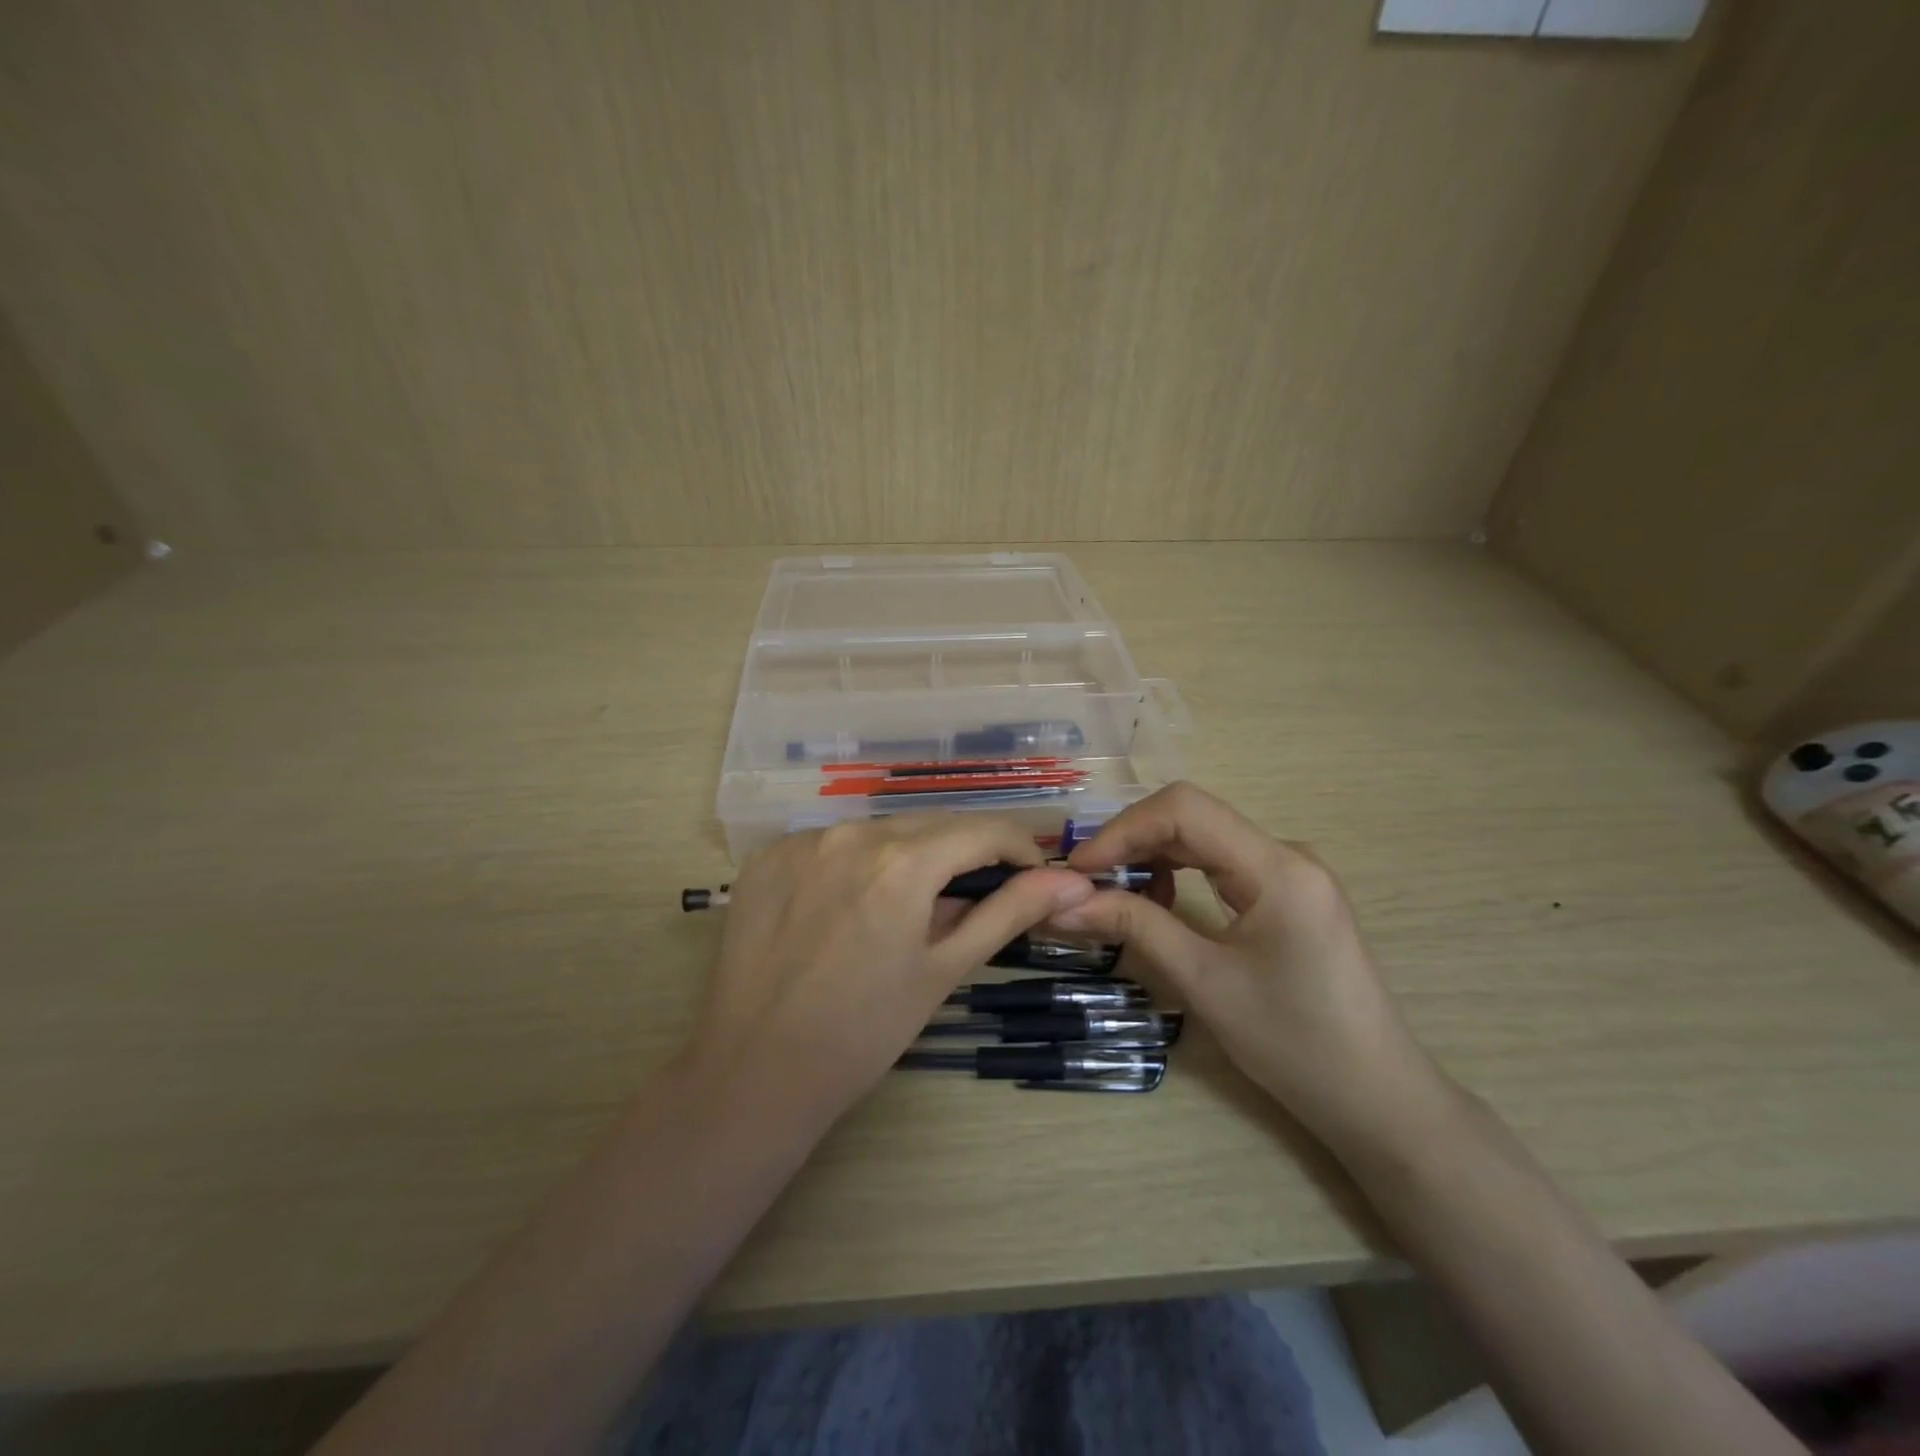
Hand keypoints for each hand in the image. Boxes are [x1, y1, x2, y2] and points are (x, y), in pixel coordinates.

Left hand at [684, 815, 1096, 1125]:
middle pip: (931, 825)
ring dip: (908, 856)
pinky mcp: (767, 856)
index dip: (1017, 849)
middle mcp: (851, 832)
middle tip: (975, 897)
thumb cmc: (864, 1032)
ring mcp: (802, 840)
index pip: (982, 830)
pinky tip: (849, 907)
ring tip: (909, 908)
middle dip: (964, 853)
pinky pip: (831, 842)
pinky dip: (856, 863)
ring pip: (880, 830)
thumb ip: (1008, 913)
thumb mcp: (943, 970)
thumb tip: (1073, 881)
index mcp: (902, 861)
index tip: (1031, 878)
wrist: (755, 1072)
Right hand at [1056, 782, 1447, 1150]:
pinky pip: (1221, 862)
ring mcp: (1291, 872)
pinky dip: (1178, 873)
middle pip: (1192, 817)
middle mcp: (1287, 854)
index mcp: (1277, 868)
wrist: (1377, 1098)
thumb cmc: (1295, 1044)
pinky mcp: (1288, 894)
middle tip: (1085, 883)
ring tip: (1113, 895)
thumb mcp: (1205, 983)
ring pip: (1203, 838)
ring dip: (1152, 857)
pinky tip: (1158, 904)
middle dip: (1131, 842)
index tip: (1079, 870)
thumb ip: (1136, 928)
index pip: (1185, 810)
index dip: (1123, 830)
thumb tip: (1065, 903)